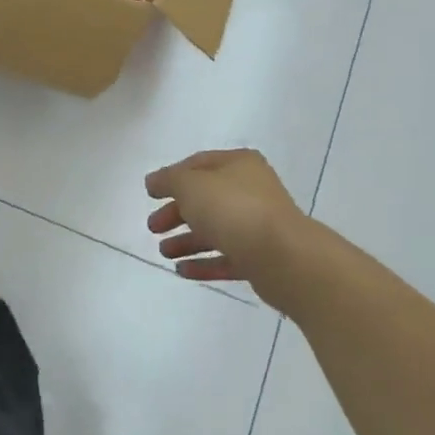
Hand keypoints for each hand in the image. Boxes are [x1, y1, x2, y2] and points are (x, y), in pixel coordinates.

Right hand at [145, 149, 307, 301]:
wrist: (283, 257)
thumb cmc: (233, 209)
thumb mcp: (190, 185)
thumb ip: (168, 180)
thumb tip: (154, 181)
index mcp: (239, 165)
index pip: (198, 164)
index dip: (172, 177)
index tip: (150, 194)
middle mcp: (251, 191)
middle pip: (206, 199)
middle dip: (176, 212)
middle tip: (153, 227)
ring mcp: (258, 225)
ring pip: (216, 230)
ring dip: (187, 240)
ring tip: (164, 252)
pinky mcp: (261, 258)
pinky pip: (227, 257)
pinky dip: (204, 263)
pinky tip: (181, 270)